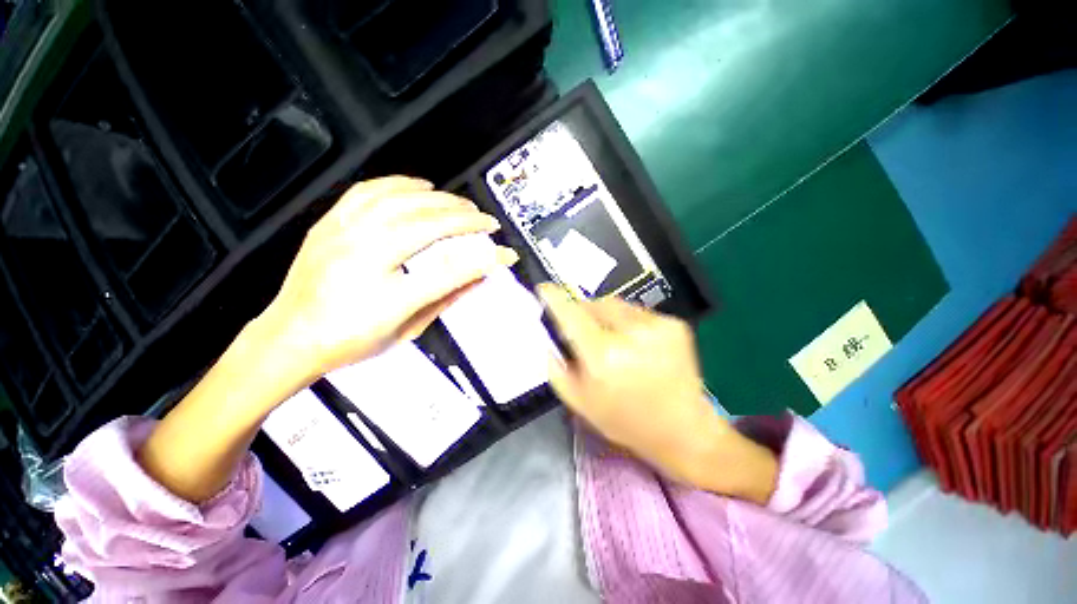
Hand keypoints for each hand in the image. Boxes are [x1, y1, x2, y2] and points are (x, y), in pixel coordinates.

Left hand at [139, 177, 516, 502]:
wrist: (288, 338)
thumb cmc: (350, 342)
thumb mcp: (407, 329)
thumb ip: (444, 299)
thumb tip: (478, 277)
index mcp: (386, 297)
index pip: (449, 272)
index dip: (483, 260)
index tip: (506, 252)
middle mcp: (364, 259)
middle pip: (426, 226)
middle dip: (464, 219)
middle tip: (486, 221)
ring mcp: (342, 235)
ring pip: (400, 201)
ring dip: (439, 198)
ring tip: (461, 203)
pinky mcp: (329, 223)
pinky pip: (368, 191)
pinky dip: (400, 184)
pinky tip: (421, 186)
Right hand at [538, 285, 777, 502]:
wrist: (684, 429)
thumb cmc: (625, 420)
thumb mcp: (578, 401)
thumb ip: (555, 366)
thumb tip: (548, 336)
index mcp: (603, 356)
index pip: (571, 314)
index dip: (555, 298)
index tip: (544, 288)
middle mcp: (631, 334)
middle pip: (595, 303)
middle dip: (584, 311)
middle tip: (584, 330)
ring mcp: (658, 325)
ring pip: (617, 305)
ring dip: (607, 316)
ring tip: (614, 340)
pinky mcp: (675, 324)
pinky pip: (639, 312)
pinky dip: (629, 322)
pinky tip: (636, 344)